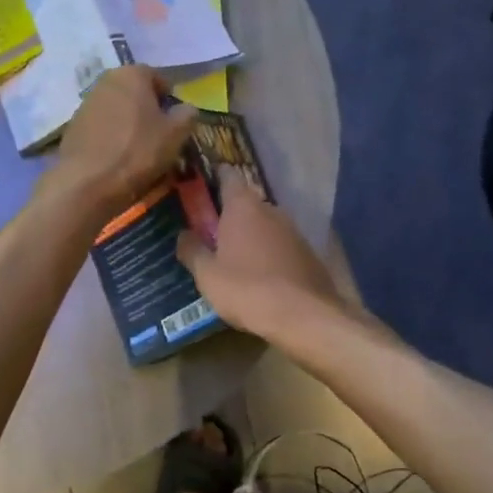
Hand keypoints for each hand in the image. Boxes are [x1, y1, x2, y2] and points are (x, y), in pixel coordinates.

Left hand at [53, 67, 194, 218]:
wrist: (88, 183)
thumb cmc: (138, 151)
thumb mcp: (176, 134)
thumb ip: (187, 114)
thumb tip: (187, 109)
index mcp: (131, 74)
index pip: (158, 78)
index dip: (170, 100)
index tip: (175, 122)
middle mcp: (105, 81)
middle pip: (135, 93)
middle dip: (148, 111)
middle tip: (159, 136)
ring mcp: (85, 103)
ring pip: (117, 110)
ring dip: (129, 124)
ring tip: (138, 150)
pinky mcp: (73, 126)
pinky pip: (101, 127)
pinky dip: (111, 137)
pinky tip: (116, 158)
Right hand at [177, 168, 346, 337]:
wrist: (304, 316)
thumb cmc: (247, 289)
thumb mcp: (207, 275)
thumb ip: (192, 250)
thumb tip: (183, 235)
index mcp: (243, 207)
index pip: (228, 176)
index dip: (216, 177)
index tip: (203, 185)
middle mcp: (271, 210)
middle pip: (247, 202)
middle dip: (231, 214)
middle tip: (213, 231)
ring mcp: (294, 230)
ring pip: (266, 224)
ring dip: (252, 235)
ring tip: (236, 256)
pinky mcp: (309, 253)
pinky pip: (281, 245)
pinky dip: (270, 253)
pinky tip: (262, 275)